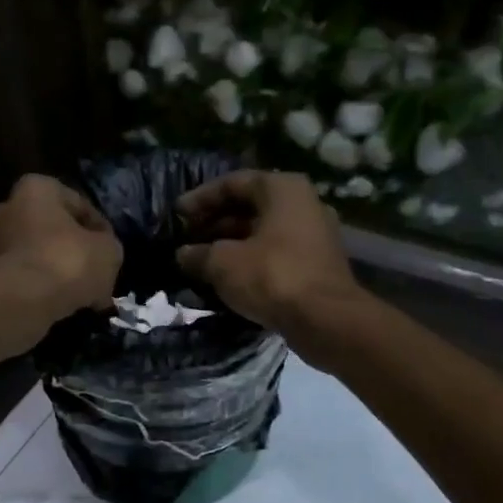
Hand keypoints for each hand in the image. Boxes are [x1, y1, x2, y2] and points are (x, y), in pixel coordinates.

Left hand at [0, 175, 121, 328]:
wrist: (24, 301)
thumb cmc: (68, 260)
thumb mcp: (109, 250)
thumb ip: (108, 246)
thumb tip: (102, 254)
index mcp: (37, 188)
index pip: (80, 205)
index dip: (101, 230)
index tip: (112, 253)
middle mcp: (9, 209)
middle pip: (55, 230)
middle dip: (76, 251)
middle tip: (99, 273)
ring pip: (42, 256)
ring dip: (62, 272)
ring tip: (87, 295)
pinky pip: (29, 278)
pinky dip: (46, 290)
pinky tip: (68, 307)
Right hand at [176, 170, 361, 333]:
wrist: (325, 320)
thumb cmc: (272, 276)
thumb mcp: (223, 263)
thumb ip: (198, 254)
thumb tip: (183, 254)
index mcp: (283, 189)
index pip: (233, 183)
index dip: (200, 198)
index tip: (176, 216)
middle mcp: (303, 204)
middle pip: (249, 206)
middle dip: (214, 222)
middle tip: (186, 238)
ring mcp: (313, 234)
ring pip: (262, 231)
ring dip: (230, 243)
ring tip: (200, 260)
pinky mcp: (315, 263)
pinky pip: (274, 252)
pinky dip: (249, 260)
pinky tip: (226, 277)